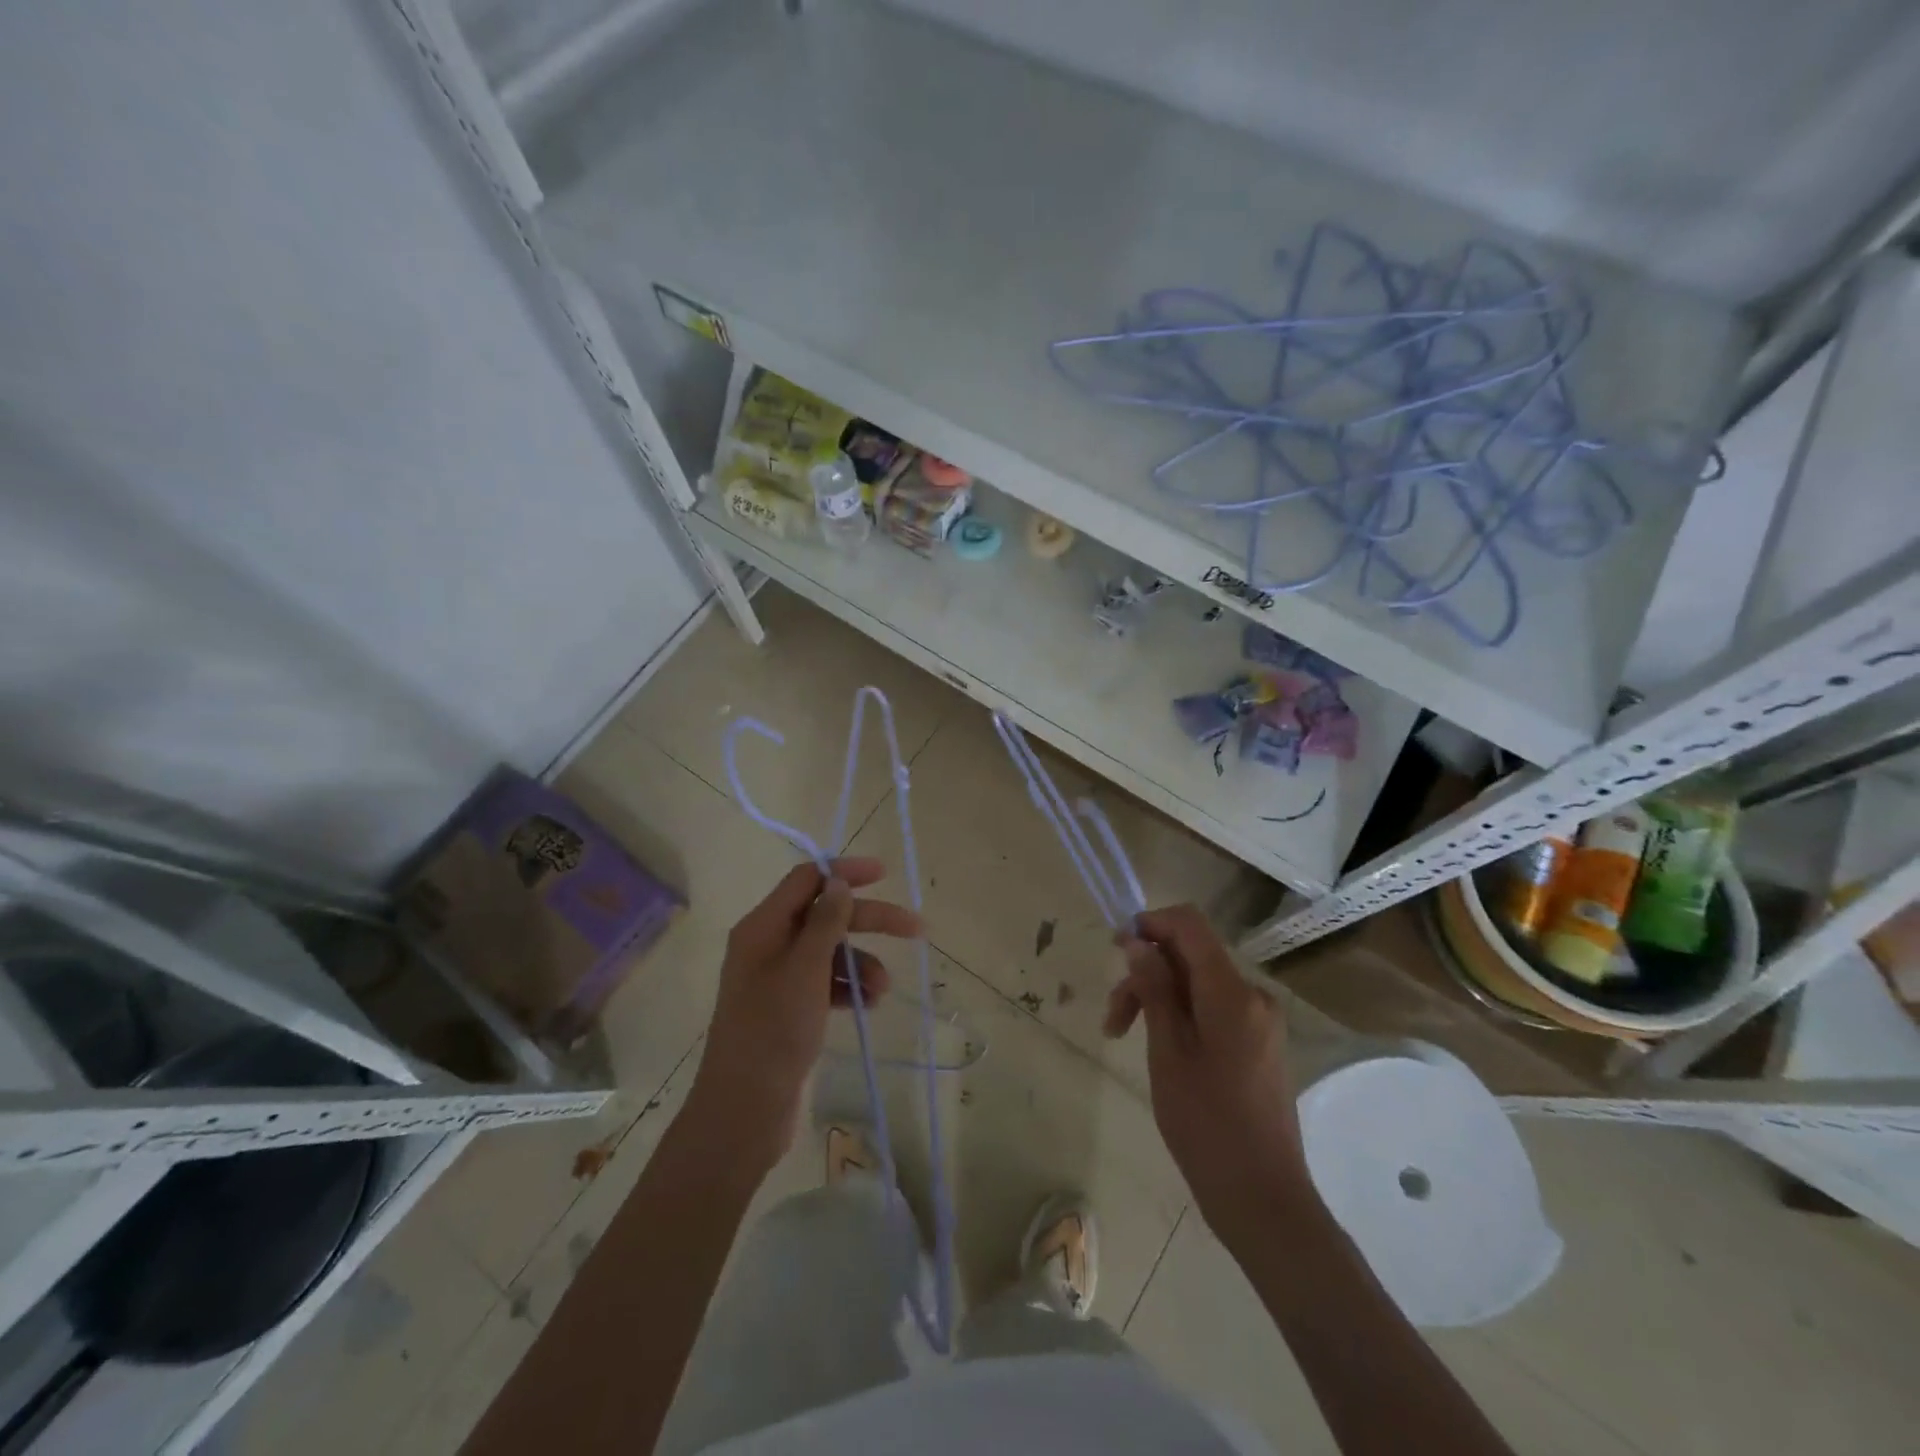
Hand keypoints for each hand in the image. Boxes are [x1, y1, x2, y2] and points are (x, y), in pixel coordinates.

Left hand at [690, 857, 919, 1168]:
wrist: (743, 1111)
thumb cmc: (773, 1031)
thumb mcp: (804, 970)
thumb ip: (825, 922)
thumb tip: (838, 882)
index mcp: (762, 927)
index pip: (806, 880)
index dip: (844, 873)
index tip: (885, 874)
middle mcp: (767, 946)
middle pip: (824, 916)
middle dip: (868, 921)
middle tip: (915, 929)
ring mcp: (776, 979)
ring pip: (829, 952)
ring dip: (861, 963)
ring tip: (881, 991)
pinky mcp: (786, 1010)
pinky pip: (824, 983)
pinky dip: (848, 988)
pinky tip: (868, 1006)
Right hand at [1103, 904, 1315, 1235]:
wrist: (1263, 1199)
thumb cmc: (1206, 1124)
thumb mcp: (1168, 1052)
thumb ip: (1154, 989)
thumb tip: (1138, 942)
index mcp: (1232, 992)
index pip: (1190, 925)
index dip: (1151, 923)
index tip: (1116, 947)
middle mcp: (1252, 996)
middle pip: (1191, 957)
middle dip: (1147, 973)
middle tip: (1112, 1017)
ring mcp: (1260, 1021)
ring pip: (1199, 985)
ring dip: (1159, 998)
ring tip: (1124, 1037)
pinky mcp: (1259, 1044)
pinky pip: (1215, 1008)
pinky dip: (1182, 1016)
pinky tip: (1161, 1048)